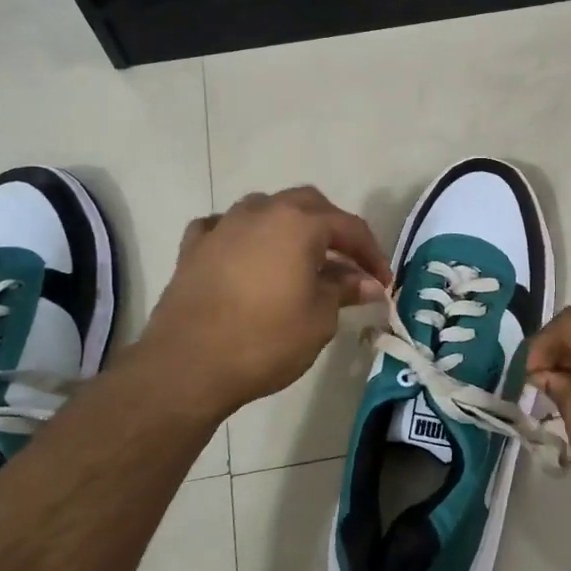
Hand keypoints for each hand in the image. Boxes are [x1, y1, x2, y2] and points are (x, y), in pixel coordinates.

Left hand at [138, 187, 389, 420]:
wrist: (188, 364)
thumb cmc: (265, 340)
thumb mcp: (319, 319)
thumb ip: (344, 291)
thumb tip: (366, 282)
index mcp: (298, 223)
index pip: (349, 227)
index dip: (372, 253)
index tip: (382, 282)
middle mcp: (260, 211)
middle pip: (308, 205)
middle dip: (333, 230)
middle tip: (348, 264)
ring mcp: (223, 225)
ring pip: (265, 210)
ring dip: (289, 229)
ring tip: (300, 260)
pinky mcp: (193, 247)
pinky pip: (225, 228)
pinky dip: (243, 238)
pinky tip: (247, 256)